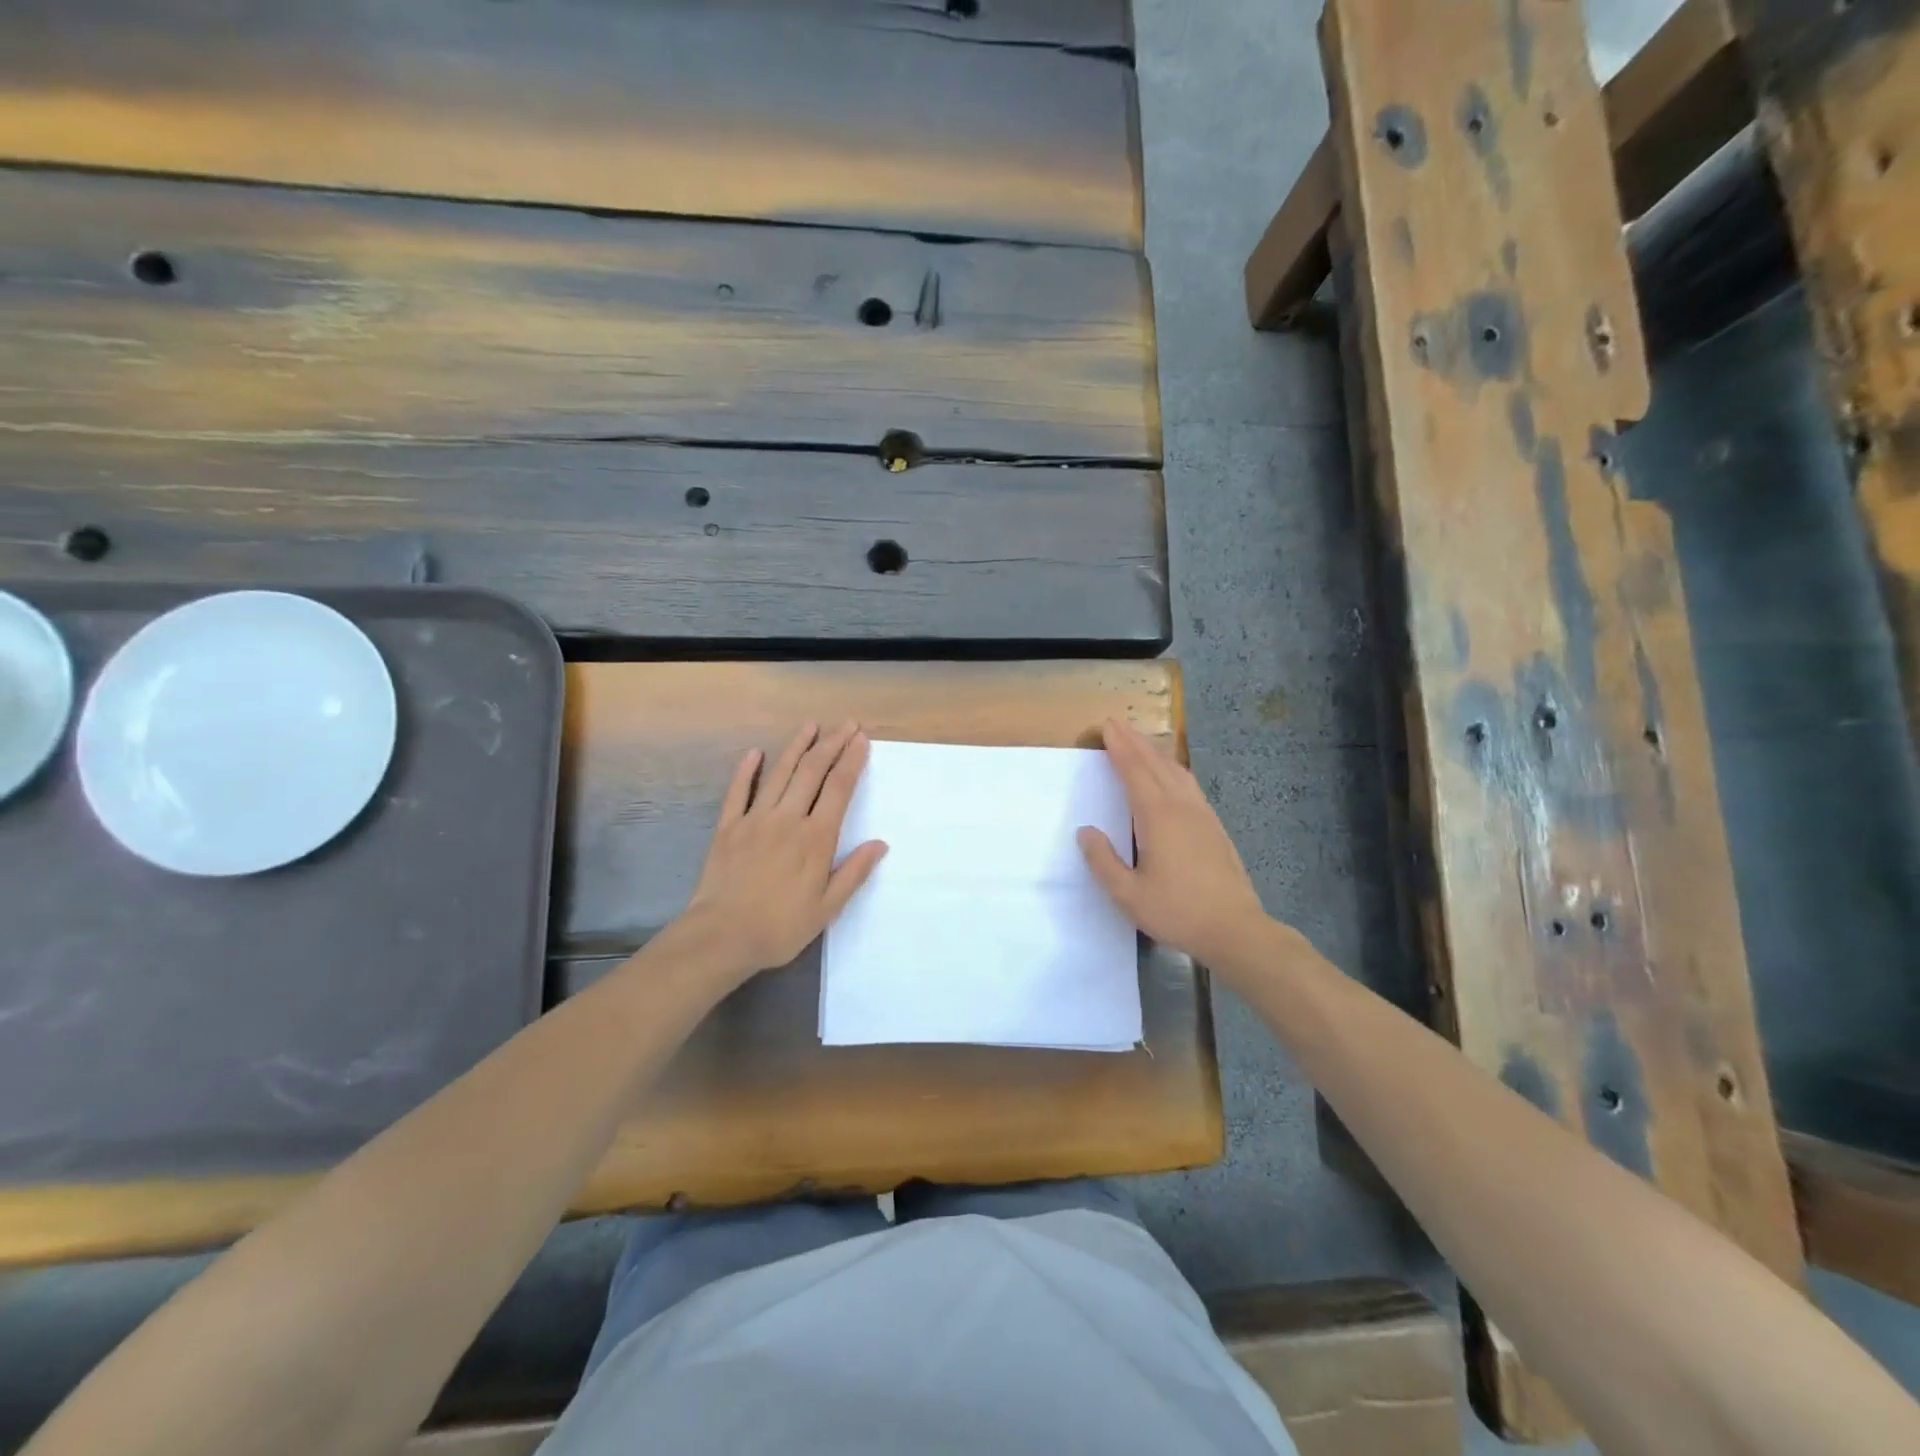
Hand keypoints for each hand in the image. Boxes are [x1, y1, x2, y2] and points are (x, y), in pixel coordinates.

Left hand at [679, 721, 886, 984]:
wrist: (721, 936)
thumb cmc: (780, 926)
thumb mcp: (827, 908)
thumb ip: (854, 872)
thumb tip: (880, 844)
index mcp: (816, 838)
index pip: (839, 789)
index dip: (852, 761)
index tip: (862, 740)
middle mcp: (788, 819)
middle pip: (813, 772)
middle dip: (832, 745)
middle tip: (846, 724)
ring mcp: (755, 819)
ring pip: (780, 774)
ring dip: (796, 746)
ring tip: (810, 726)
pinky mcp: (728, 828)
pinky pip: (738, 791)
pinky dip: (747, 770)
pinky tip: (755, 753)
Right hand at [1077, 717, 1270, 967]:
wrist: (1236, 929)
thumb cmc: (1178, 912)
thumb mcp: (1128, 895)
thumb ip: (1103, 861)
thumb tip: (1086, 831)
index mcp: (1158, 817)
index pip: (1134, 771)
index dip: (1119, 747)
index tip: (1106, 726)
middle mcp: (1181, 807)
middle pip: (1156, 764)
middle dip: (1135, 742)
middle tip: (1117, 724)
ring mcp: (1202, 815)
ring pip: (1176, 772)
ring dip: (1155, 753)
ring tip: (1140, 743)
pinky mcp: (1214, 827)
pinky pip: (1189, 785)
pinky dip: (1173, 770)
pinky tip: (1171, 777)